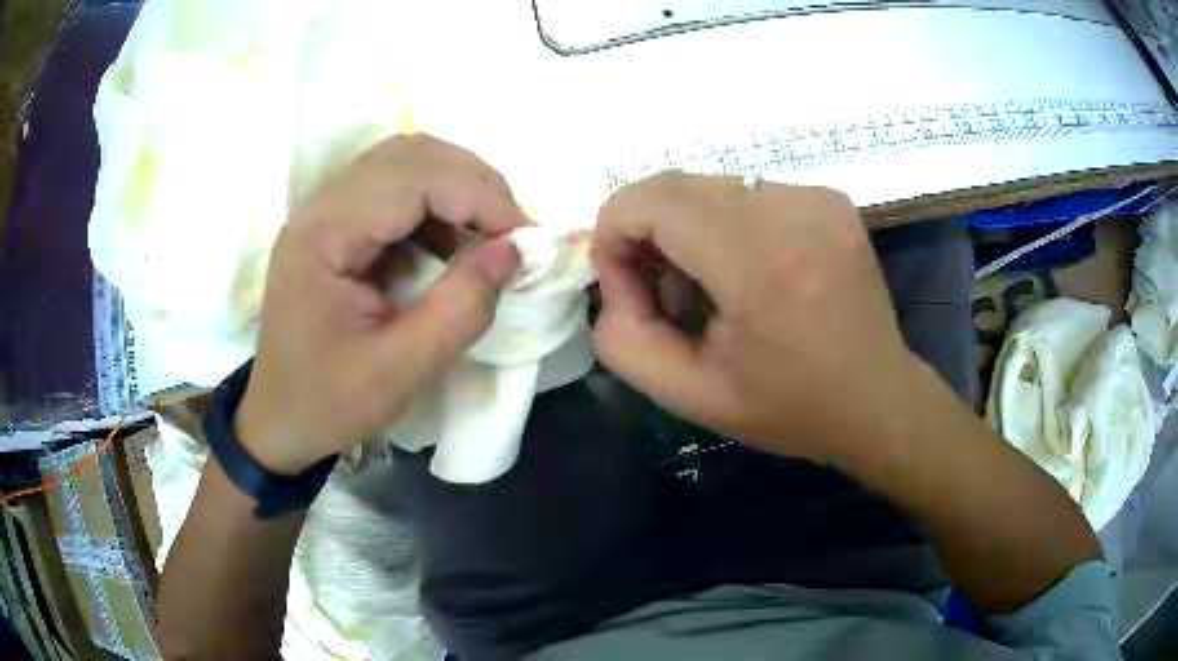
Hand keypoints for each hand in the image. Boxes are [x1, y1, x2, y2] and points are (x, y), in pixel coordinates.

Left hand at [236, 134, 526, 473]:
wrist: (279, 420)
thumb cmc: (329, 402)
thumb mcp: (401, 370)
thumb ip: (461, 308)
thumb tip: (513, 251)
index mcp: (323, 235)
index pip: (412, 179)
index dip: (477, 196)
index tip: (524, 237)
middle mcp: (320, 207)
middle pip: (409, 155)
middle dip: (473, 183)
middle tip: (511, 231)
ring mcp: (325, 212)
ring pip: (404, 163)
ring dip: (456, 188)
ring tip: (487, 233)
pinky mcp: (335, 225)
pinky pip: (394, 189)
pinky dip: (436, 205)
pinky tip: (449, 243)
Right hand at [592, 172, 922, 464]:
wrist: (877, 400)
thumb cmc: (789, 407)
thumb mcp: (691, 397)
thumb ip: (624, 338)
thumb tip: (614, 276)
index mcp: (762, 264)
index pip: (654, 200)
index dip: (615, 229)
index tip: (623, 280)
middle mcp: (794, 212)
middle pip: (678, 185)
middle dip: (646, 229)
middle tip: (658, 288)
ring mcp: (817, 198)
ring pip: (710, 186)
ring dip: (687, 228)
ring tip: (708, 287)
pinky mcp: (830, 199)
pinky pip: (749, 192)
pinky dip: (727, 223)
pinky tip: (746, 271)